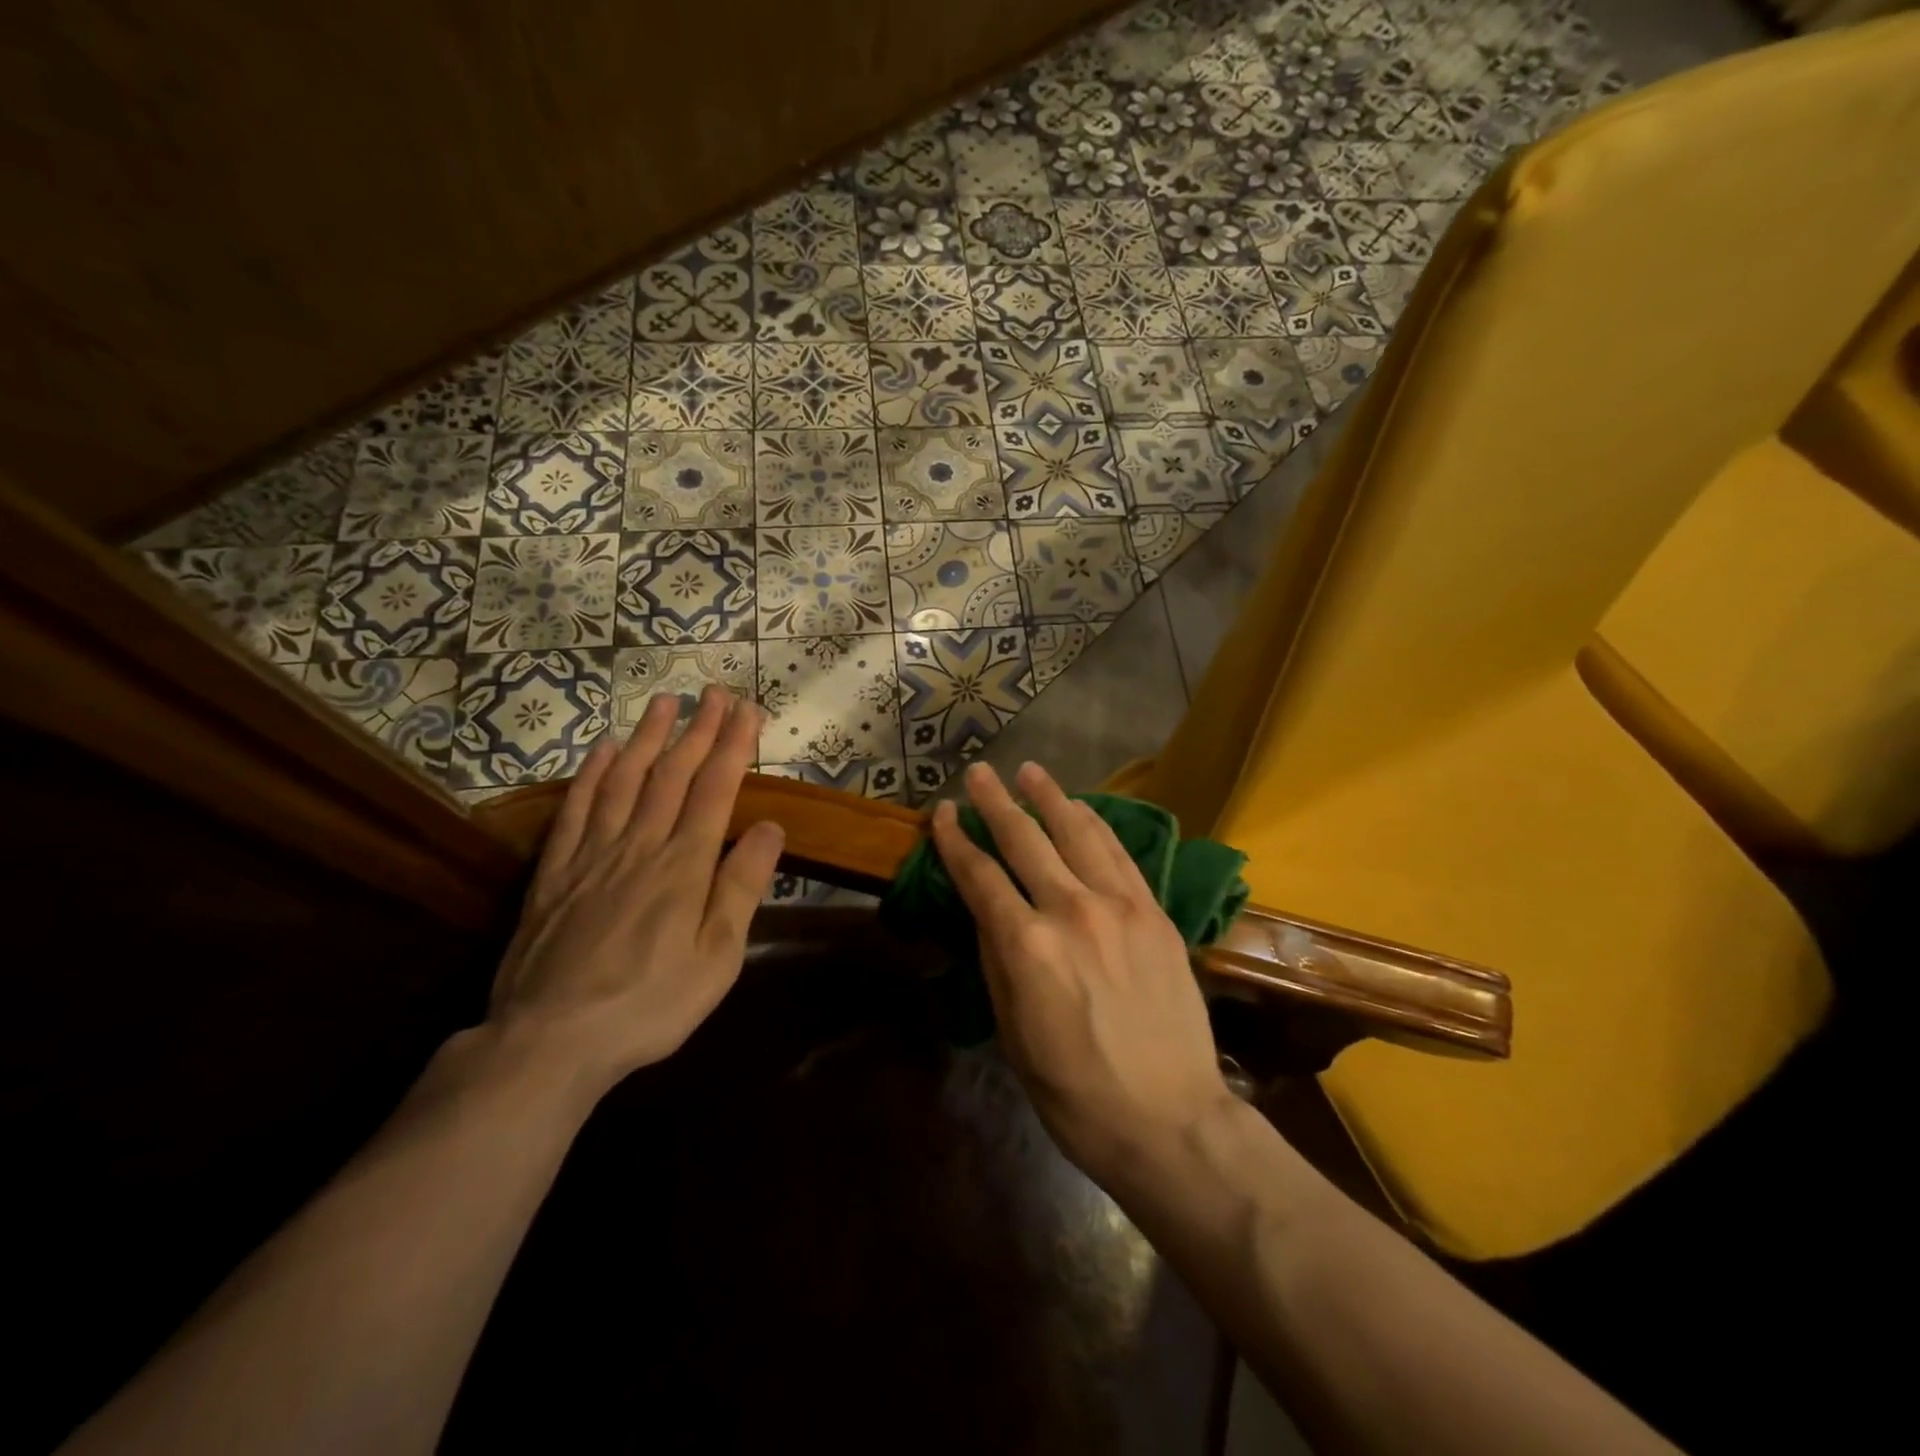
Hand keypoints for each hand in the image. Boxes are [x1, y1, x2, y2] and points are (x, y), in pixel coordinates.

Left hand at [485, 686, 784, 1100]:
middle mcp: (640, 845)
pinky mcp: (556, 872)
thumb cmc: (650, 1004)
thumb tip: (771, 828)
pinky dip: (592, 774)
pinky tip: (603, 750)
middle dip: (698, 729)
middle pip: (673, 774)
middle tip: (714, 692)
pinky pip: (577, 809)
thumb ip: (742, 887)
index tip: (747, 710)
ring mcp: (593, 854)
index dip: (733, 745)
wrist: (550, 1041)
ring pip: (625, 780)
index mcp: (684, 865)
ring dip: (648, 737)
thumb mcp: (717, 957)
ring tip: (664, 702)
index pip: (716, 789)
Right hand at [931, 761, 1235, 1186]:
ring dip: (1049, 798)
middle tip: (979, 772)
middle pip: (1025, 840)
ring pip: (1077, 833)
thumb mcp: (1012, 1032)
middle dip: (996, 802)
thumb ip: (998, 960)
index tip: (943, 813)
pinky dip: (1096, 825)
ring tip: (1029, 771)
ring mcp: (1120, 906)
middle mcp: (1071, 910)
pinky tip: (1081, 809)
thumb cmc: (1075, 1091)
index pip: (980, 876)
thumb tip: (988, 911)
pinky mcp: (1155, 913)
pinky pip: (1119, 854)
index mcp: (1026, 946)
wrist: (1169, 1119)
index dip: (956, 840)